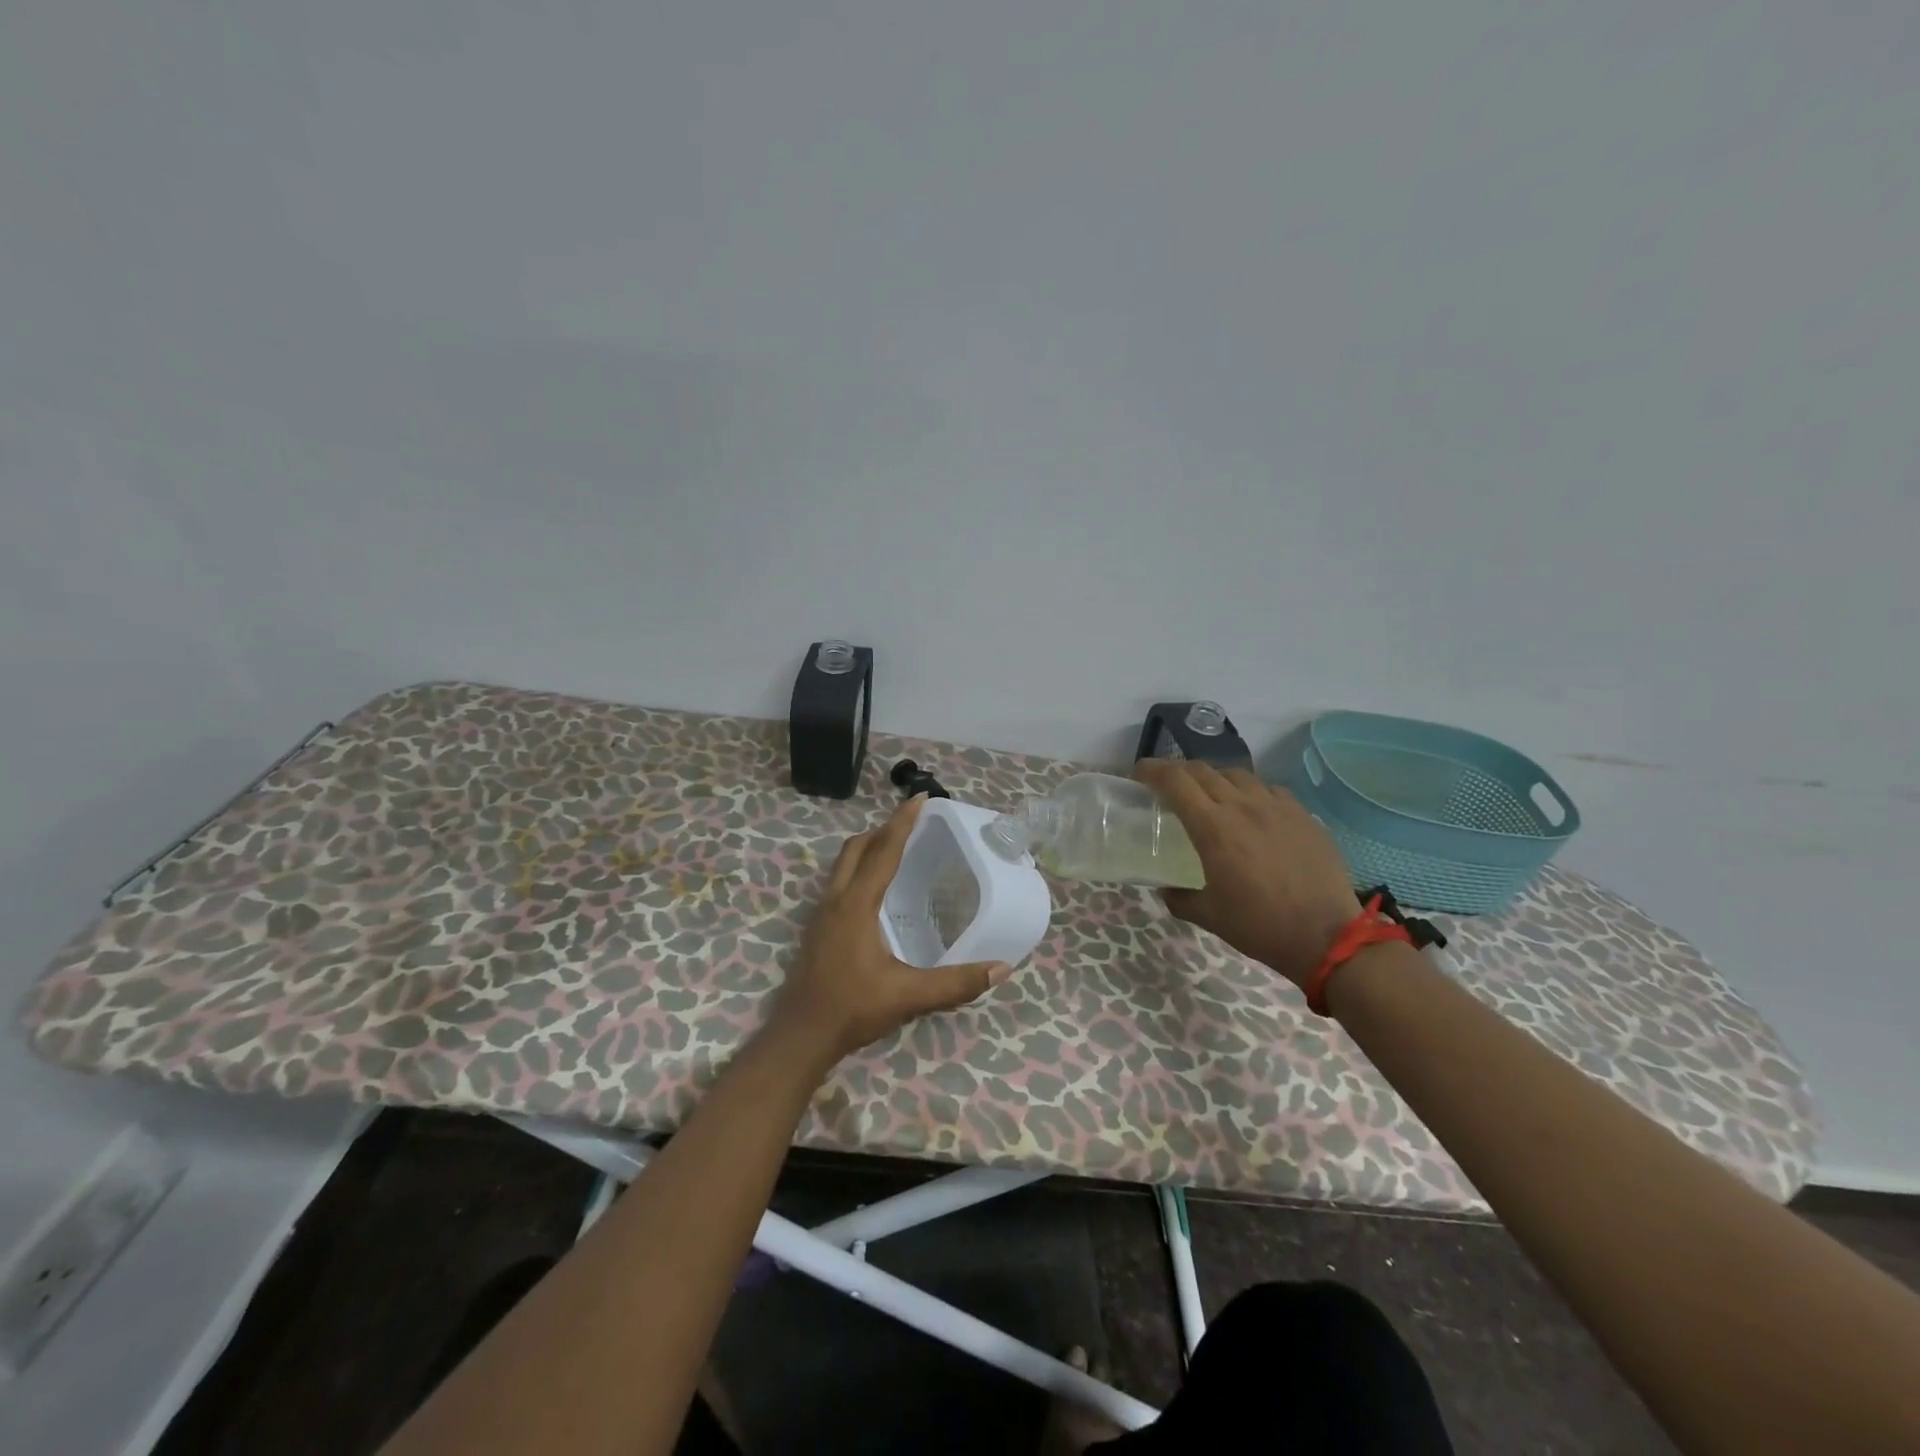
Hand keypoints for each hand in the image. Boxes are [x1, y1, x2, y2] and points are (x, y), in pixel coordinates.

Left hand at [768, 796, 1010, 1066]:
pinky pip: (839, 882)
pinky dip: (859, 869)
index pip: (883, 851)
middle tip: (912, 823)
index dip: (903, 822)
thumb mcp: (908, 996)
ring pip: (842, 864)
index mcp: (857, 905)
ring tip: (896, 849)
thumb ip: (955, 983)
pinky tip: (875, 892)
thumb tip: (1001, 968)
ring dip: (868, 847)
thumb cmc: (852, 1009)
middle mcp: (836, 900)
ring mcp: (822, 914)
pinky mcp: (818, 929)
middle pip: (856, 848)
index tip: (920, 798)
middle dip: (883, 829)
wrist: (800, 1036)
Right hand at [1134, 759, 1362, 988]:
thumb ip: (1179, 898)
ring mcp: (1276, 806)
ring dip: (1215, 779)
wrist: (1327, 937)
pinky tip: (1252, 811)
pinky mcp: (1302, 814)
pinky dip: (1250, 792)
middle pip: (1202, 770)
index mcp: (1213, 828)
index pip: (1175, 781)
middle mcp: (1242, 806)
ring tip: (1211, 795)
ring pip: (1237, 774)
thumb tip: (1165, 889)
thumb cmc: (1260, 926)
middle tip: (1169, 786)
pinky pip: (1269, 789)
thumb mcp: (1209, 916)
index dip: (1152, 770)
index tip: (1140, 774)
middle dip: (1179, 772)